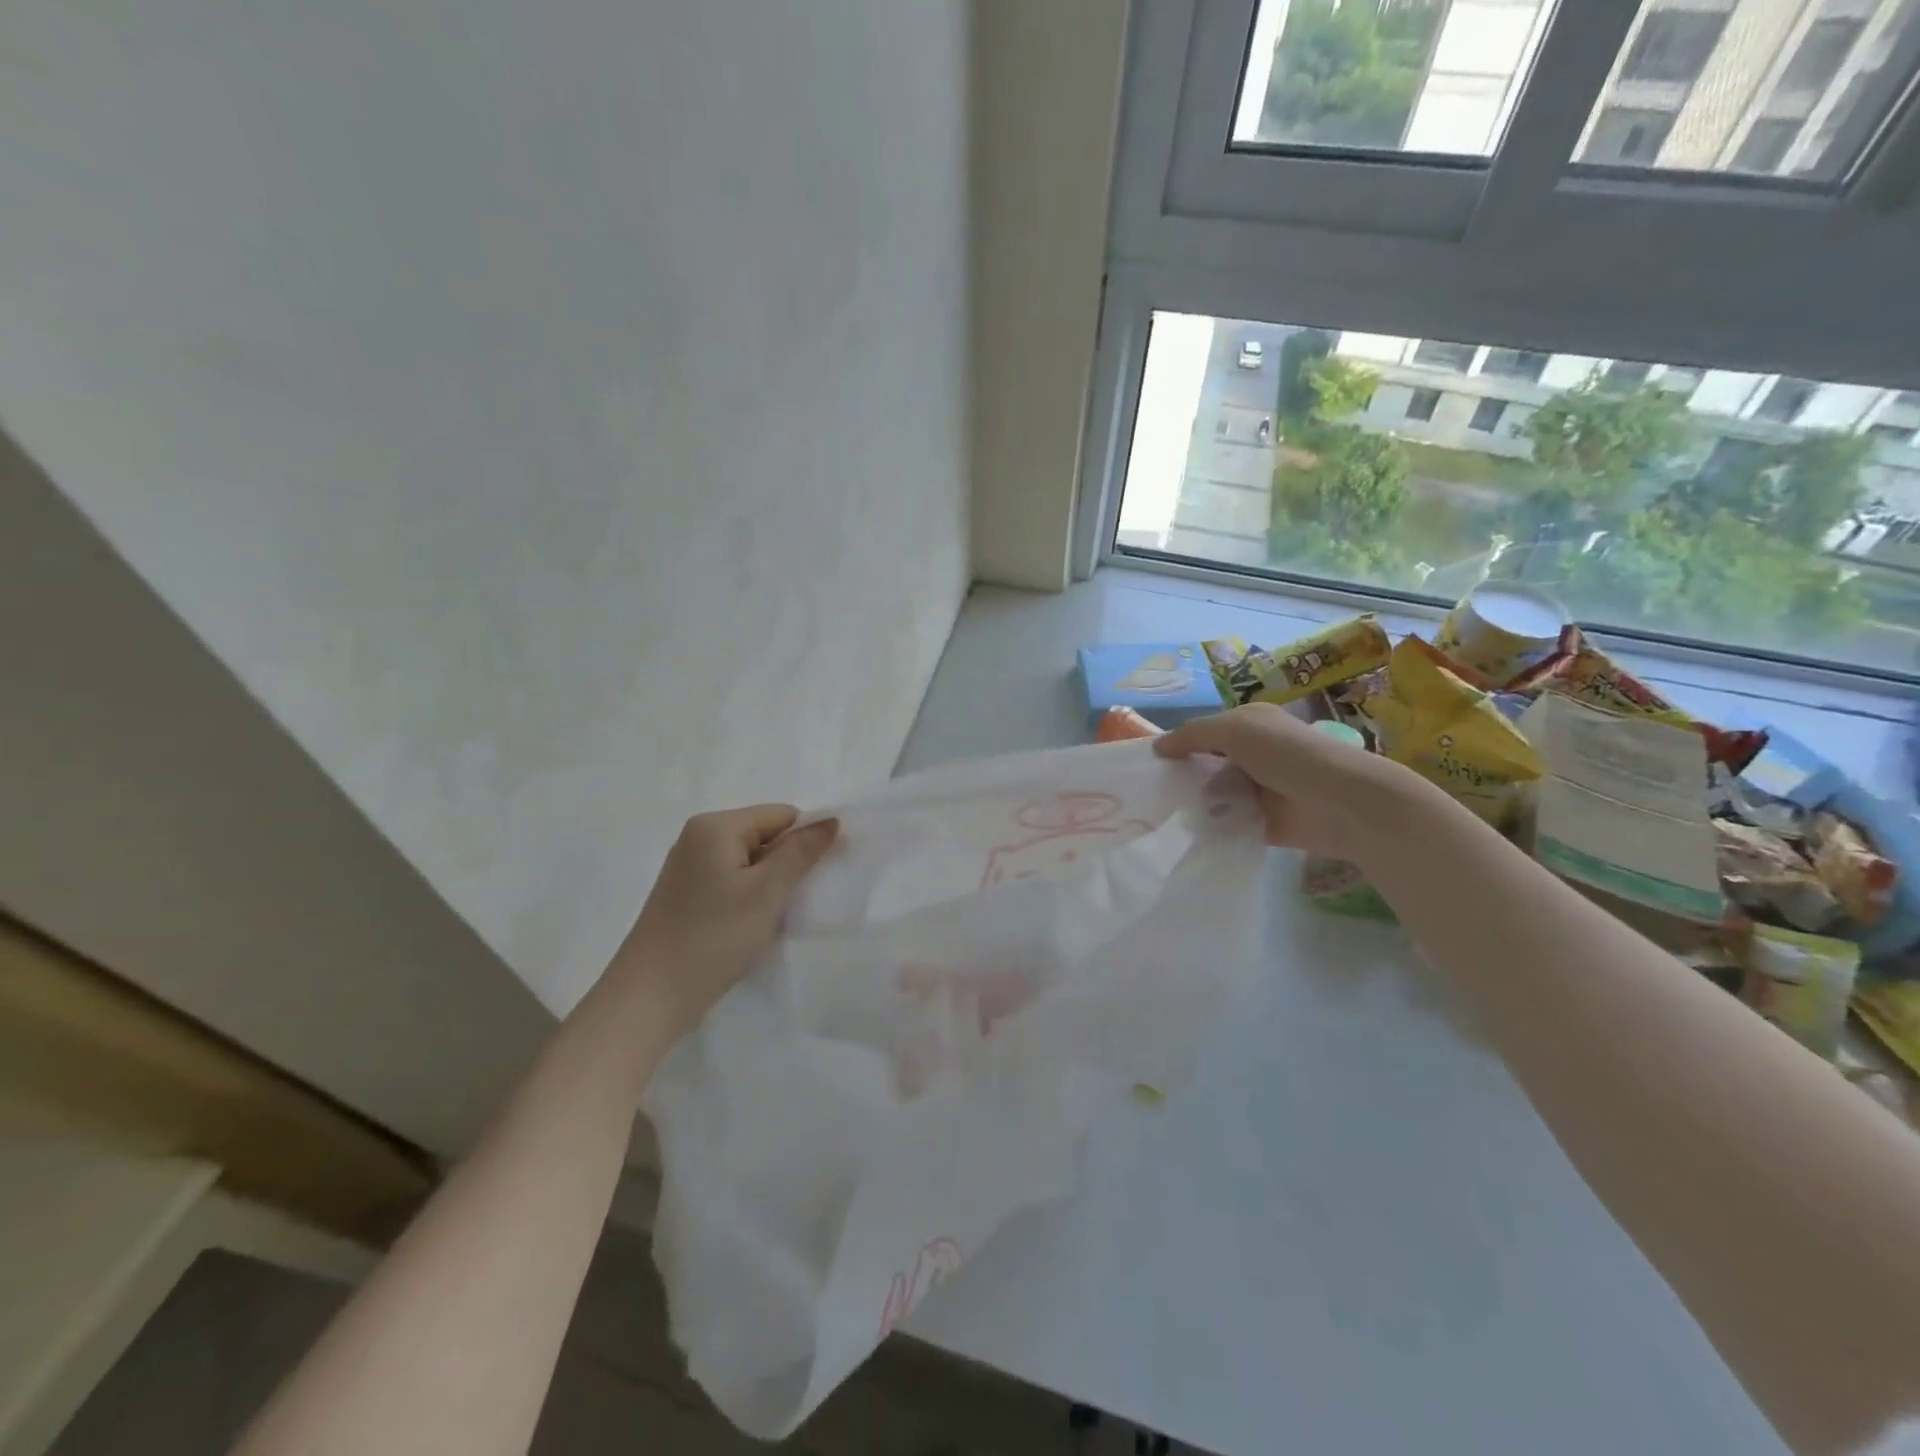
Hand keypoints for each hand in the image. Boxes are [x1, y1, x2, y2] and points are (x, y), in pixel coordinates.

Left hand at [609, 805, 838, 1041]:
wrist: (648, 998)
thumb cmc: (712, 939)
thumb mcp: (766, 893)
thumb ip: (802, 852)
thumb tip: (833, 820)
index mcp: (716, 826)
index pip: (782, 815)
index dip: (807, 841)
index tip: (818, 878)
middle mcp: (698, 836)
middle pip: (765, 835)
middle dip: (788, 863)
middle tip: (797, 900)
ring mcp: (688, 866)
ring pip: (750, 860)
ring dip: (770, 883)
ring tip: (774, 916)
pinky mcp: (685, 893)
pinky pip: (731, 879)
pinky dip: (749, 896)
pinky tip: (751, 924)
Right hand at [1153, 704, 1419, 860]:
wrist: (1342, 802)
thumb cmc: (1288, 755)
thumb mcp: (1234, 730)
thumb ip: (1192, 735)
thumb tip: (1157, 748)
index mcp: (1250, 725)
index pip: (1204, 732)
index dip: (1178, 744)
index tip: (1147, 763)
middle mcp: (1254, 755)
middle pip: (1206, 765)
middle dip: (1182, 776)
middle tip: (1150, 793)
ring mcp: (1258, 790)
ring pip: (1214, 795)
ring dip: (1195, 803)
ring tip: (1163, 815)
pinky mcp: (1263, 823)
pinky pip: (1227, 824)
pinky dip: (1211, 827)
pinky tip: (1186, 832)